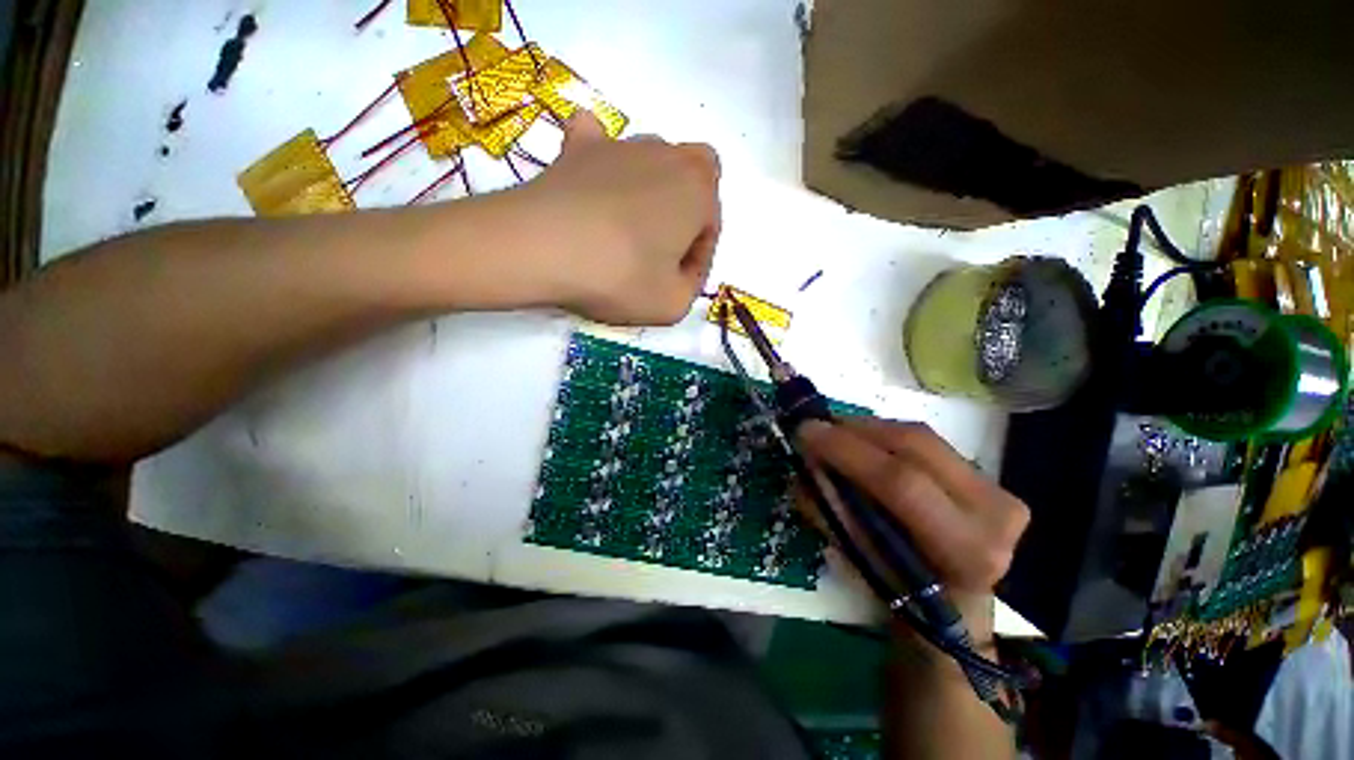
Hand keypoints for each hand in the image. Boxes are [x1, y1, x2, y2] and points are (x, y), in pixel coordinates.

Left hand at [517, 113, 720, 325]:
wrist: (543, 248)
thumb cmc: (620, 277)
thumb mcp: (674, 304)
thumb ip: (690, 286)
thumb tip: (679, 269)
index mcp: (698, 191)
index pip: (710, 227)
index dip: (698, 259)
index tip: (678, 282)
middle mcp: (667, 156)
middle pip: (692, 184)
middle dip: (686, 217)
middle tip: (662, 252)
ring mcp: (621, 144)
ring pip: (652, 163)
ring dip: (650, 194)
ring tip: (626, 231)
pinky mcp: (578, 147)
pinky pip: (599, 138)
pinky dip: (603, 158)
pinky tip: (596, 179)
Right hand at [797, 417, 1029, 643]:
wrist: (956, 604)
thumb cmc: (904, 596)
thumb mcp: (861, 560)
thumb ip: (832, 509)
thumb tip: (807, 462)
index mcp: (965, 550)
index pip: (901, 483)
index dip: (848, 451)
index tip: (806, 431)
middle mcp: (994, 514)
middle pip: (914, 446)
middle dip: (854, 430)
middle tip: (816, 426)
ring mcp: (999, 490)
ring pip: (919, 436)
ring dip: (867, 429)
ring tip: (834, 433)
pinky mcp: (989, 477)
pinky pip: (926, 441)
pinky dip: (885, 436)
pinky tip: (862, 441)